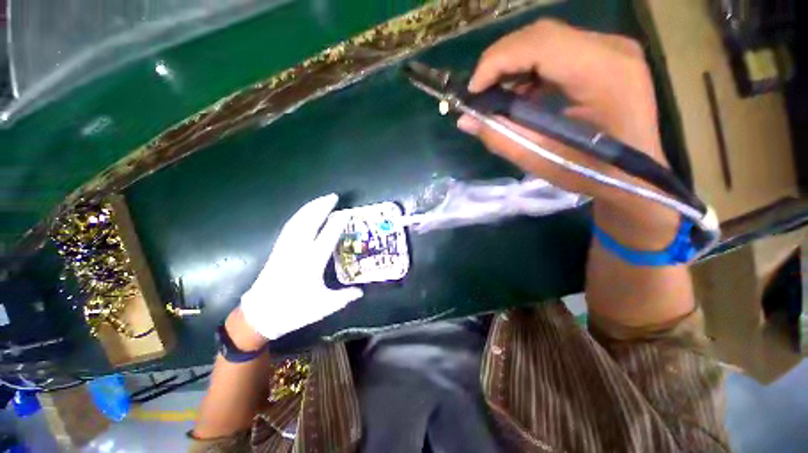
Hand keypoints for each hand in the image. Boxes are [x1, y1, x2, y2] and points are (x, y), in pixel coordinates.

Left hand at [240, 194, 362, 340]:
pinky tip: (305, 212)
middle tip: (334, 196)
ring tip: (322, 199)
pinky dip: (299, 215)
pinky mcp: (277, 249)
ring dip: (310, 207)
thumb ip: (345, 297)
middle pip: (310, 221)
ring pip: (298, 220)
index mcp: (311, 262)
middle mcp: (297, 250)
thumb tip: (361, 291)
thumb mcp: (324, 306)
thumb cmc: (294, 311)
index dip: (338, 222)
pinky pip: (289, 226)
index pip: (327, 236)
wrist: (260, 316)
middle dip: (322, 206)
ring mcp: (285, 248)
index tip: (347, 212)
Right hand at [458, 19, 678, 247]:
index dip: (497, 62)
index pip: (539, 43)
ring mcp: (611, 49)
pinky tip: (521, 95)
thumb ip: (501, 138)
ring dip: (513, 66)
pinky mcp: (606, 57)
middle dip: (500, 61)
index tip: (472, 92)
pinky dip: (530, 70)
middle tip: (479, 93)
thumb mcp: (542, 161)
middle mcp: (611, 49)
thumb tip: (465, 120)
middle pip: (541, 34)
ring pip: (546, 40)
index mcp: (603, 73)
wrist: (637, 176)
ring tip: (496, 97)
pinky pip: (557, 51)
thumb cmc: (593, 173)